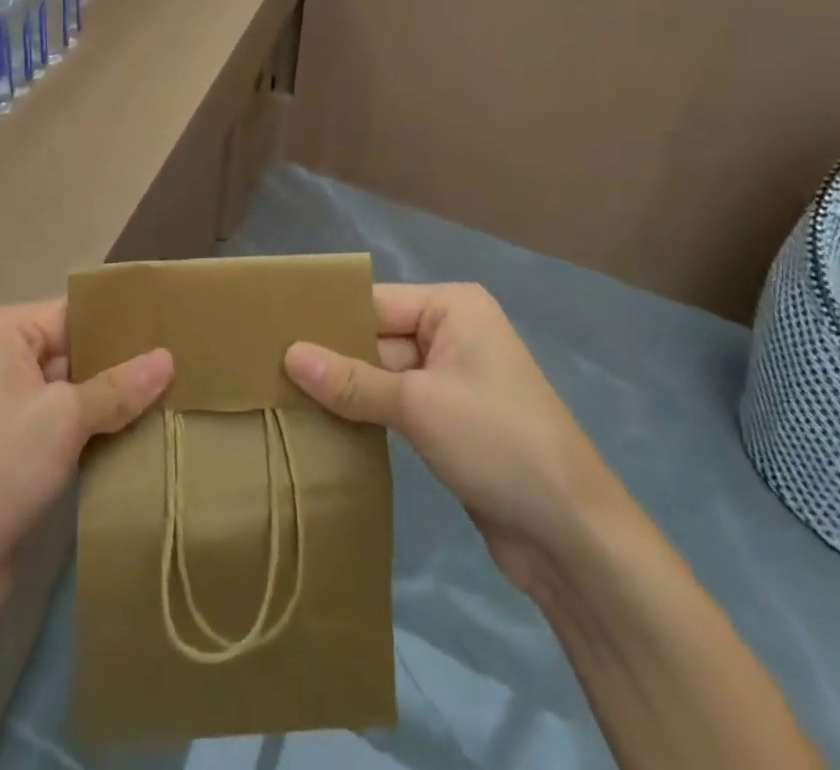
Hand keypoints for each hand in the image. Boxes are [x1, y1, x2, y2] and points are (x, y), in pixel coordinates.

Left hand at [0, 300, 173, 594]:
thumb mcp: (66, 419)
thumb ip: (120, 386)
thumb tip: (169, 357)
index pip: (72, 313)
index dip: (119, 324)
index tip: (168, 331)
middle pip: (70, 346)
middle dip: (117, 363)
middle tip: (176, 366)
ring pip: (67, 384)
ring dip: (107, 397)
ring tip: (165, 395)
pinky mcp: (5, 439)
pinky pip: (56, 415)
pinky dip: (88, 422)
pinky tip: (131, 430)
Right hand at [286, 284, 612, 589]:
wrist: (573, 537)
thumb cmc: (498, 443)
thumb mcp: (418, 405)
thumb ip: (351, 380)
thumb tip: (288, 354)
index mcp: (452, 308)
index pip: (374, 302)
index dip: (326, 319)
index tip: (270, 330)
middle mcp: (452, 332)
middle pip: (375, 336)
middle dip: (330, 356)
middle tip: (266, 367)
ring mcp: (451, 378)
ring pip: (381, 373)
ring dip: (343, 389)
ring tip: (281, 394)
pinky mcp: (448, 419)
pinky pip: (394, 404)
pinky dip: (364, 413)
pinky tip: (320, 422)